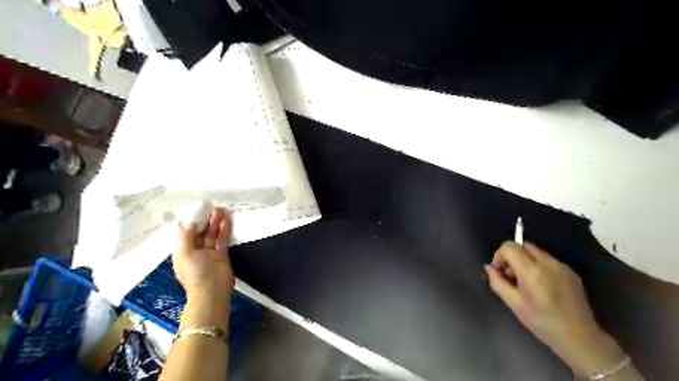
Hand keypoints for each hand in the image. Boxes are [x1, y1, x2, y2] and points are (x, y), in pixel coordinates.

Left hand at [173, 207, 234, 298]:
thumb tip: (188, 224)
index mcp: (183, 252)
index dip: (191, 222)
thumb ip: (186, 238)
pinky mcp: (222, 255)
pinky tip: (226, 220)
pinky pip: (222, 240)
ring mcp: (210, 253)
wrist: (212, 291)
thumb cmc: (195, 273)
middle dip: (205, 221)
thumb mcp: (184, 254)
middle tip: (212, 208)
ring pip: (212, 235)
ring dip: (216, 223)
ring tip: (221, 210)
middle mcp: (196, 251)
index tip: (197, 211)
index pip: (186, 234)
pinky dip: (224, 230)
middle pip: (200, 233)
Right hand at [486, 242, 627, 373]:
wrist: (579, 337)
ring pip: (536, 252)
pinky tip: (541, 286)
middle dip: (512, 256)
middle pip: (523, 245)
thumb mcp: (513, 303)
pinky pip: (548, 260)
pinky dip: (539, 266)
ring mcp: (562, 266)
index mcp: (532, 271)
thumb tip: (489, 268)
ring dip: (525, 261)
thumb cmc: (541, 322)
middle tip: (511, 276)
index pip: (510, 247)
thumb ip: (497, 282)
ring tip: (526, 282)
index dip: (500, 255)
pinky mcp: (571, 272)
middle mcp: (548, 263)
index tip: (500, 271)